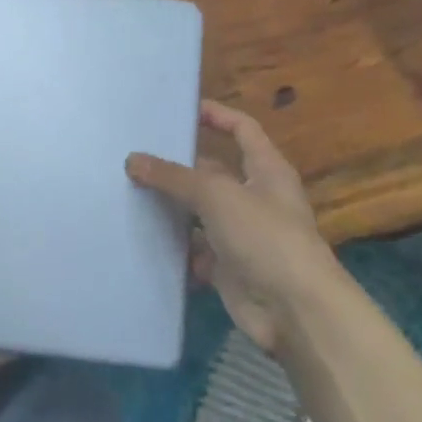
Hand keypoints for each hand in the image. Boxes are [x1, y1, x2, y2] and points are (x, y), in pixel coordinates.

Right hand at [127, 100, 346, 352]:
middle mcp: (255, 197)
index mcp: (266, 170)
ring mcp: (241, 233)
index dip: (216, 115)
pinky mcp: (227, 266)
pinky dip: (173, 246)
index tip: (180, 110)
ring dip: (170, 207)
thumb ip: (173, 176)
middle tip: (134, 156)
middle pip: (212, 172)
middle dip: (177, 166)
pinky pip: (193, 249)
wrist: (294, 310)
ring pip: (198, 212)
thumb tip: (133, 159)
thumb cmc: (264, 237)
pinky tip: (142, 236)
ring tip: (127, 193)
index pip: (243, 129)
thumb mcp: (216, 195)